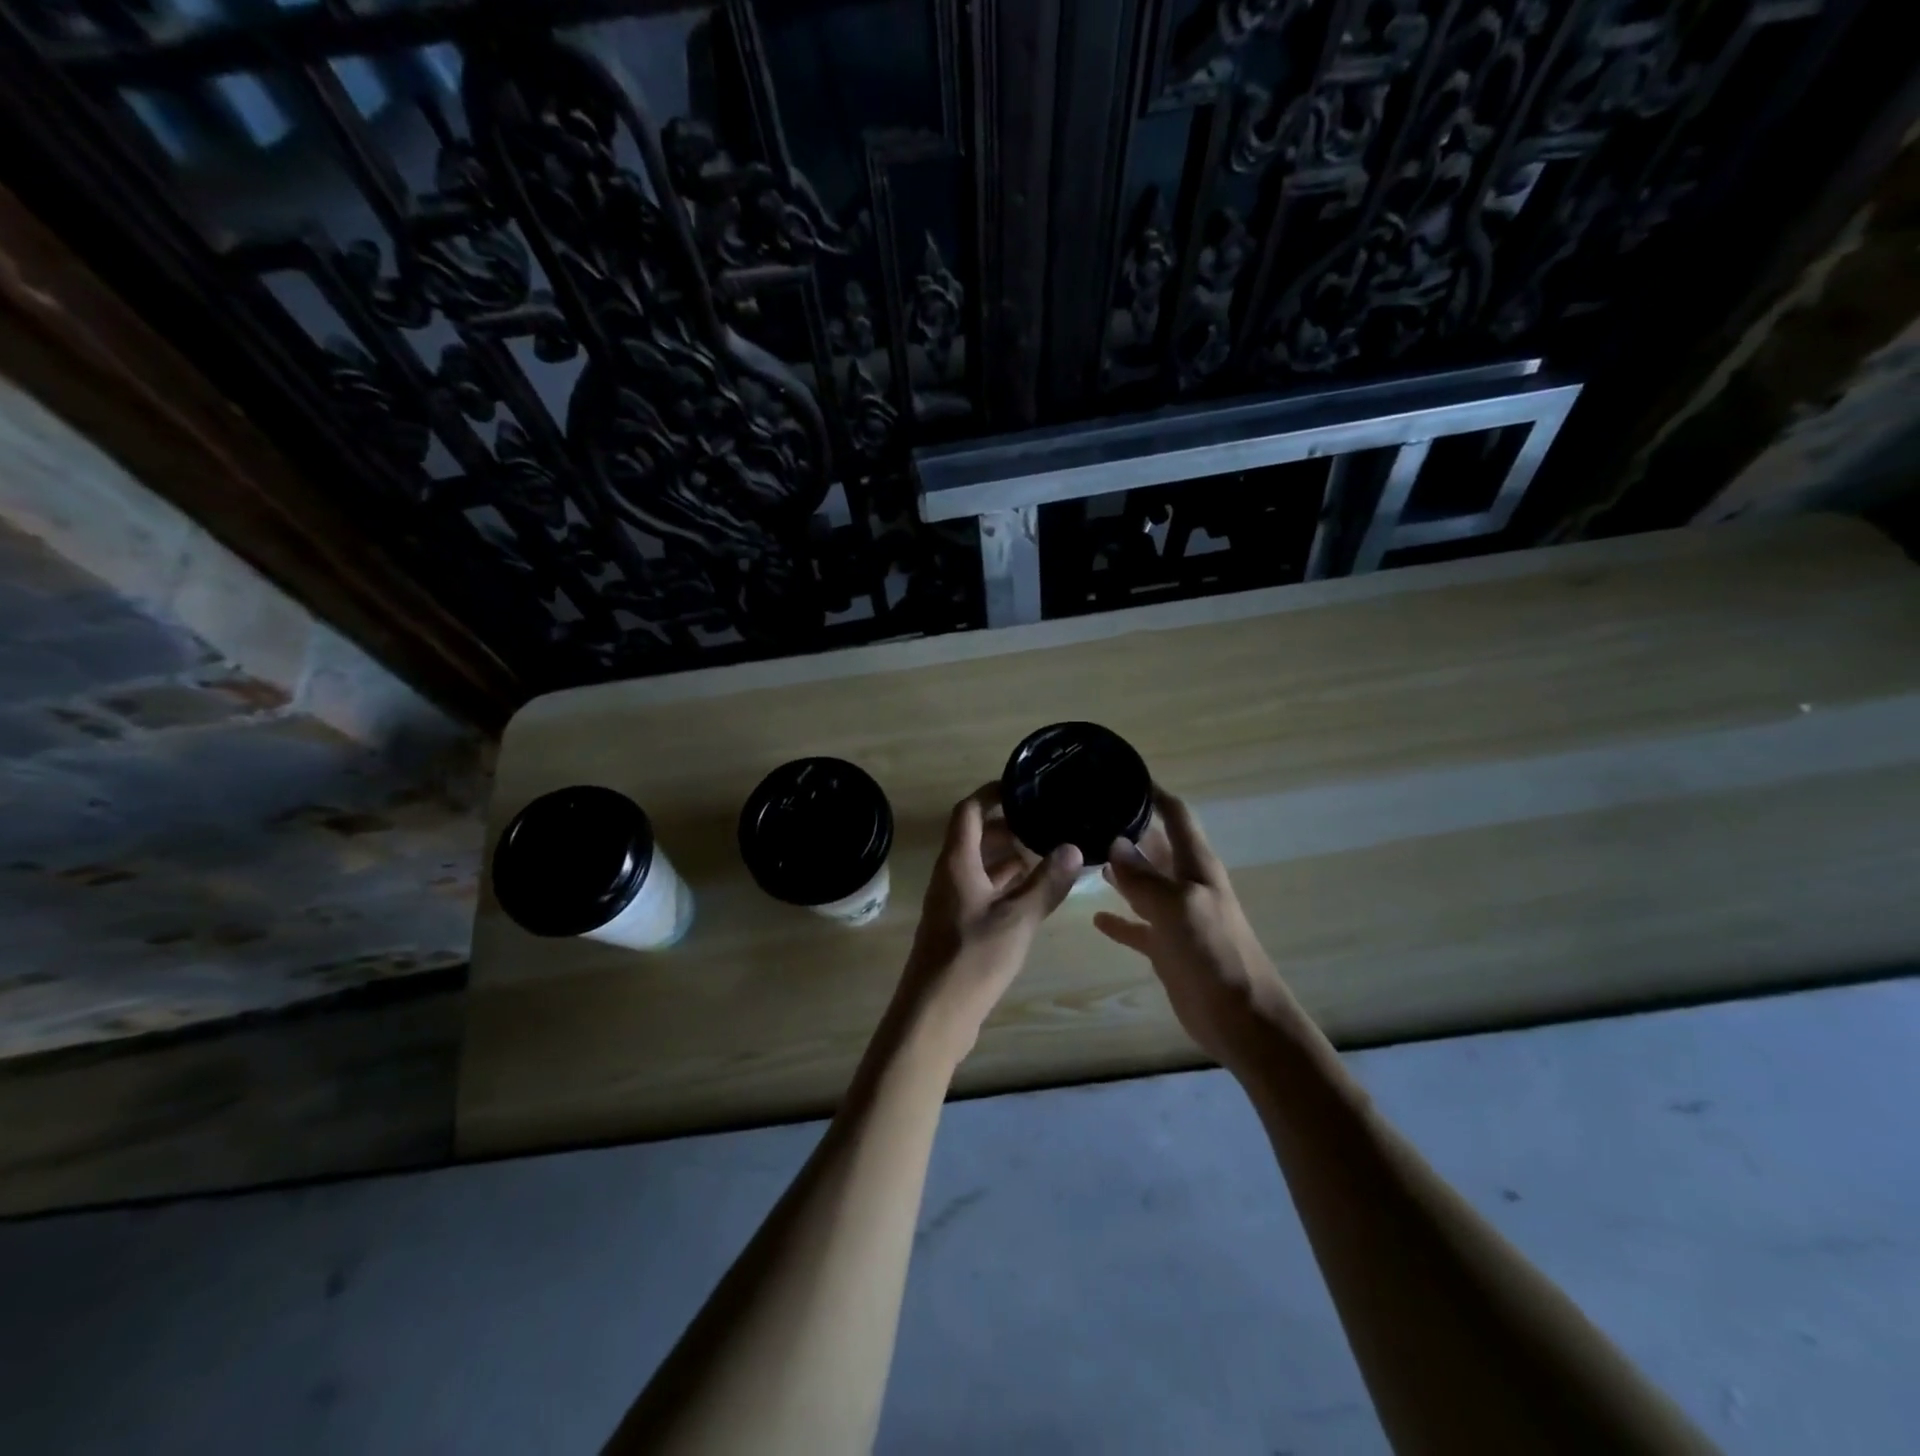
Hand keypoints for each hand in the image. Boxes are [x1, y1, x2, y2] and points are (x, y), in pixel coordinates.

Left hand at [895, 783, 1082, 1063]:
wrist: (934, 1014)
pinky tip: (1034, 889)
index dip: (992, 793)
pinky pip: (984, 889)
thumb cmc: (973, 959)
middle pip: (975, 836)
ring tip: (1047, 848)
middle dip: (1007, 824)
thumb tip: (1072, 847)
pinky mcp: (960, 925)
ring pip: (981, 865)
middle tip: (1045, 819)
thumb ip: (1045, 883)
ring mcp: (953, 902)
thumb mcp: (1018, 919)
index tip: (1023, 786)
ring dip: (1009, 855)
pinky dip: (1006, 883)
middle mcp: (951, 876)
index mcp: (957, 863)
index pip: (968, 811)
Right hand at [1093, 788, 1292, 1069]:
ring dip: (1119, 870)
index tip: (1119, 775)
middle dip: (1127, 829)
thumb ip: (1144, 877)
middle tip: (1085, 813)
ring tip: (1081, 853)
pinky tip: (1095, 917)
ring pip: (1142, 883)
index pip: (1176, 815)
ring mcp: (1176, 916)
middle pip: (1155, 846)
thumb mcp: (1177, 907)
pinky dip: (1119, 920)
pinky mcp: (1166, 947)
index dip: (1153, 793)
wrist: (1241, 1018)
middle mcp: (1186, 884)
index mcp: (1196, 865)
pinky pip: (1137, 925)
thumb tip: (1115, 843)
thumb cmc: (1214, 953)